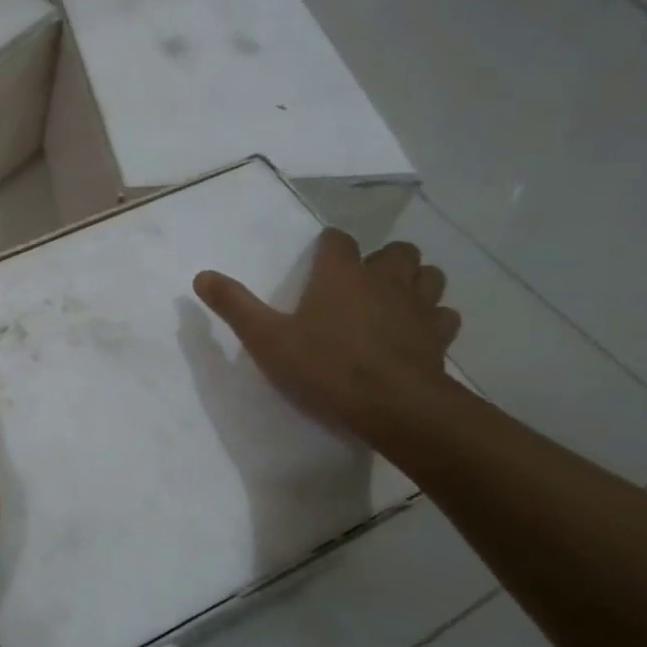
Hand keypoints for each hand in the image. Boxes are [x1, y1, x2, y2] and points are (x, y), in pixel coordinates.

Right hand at [193, 229, 461, 441]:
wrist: (393, 406)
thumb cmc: (325, 366)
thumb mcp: (266, 338)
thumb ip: (234, 305)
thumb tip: (202, 276)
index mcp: (341, 274)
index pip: (337, 240)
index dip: (328, 246)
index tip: (318, 260)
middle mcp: (384, 280)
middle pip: (396, 250)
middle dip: (381, 259)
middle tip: (361, 282)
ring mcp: (419, 307)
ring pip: (429, 275)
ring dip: (414, 281)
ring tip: (393, 300)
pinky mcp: (439, 336)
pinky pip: (444, 315)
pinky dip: (433, 318)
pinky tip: (417, 332)